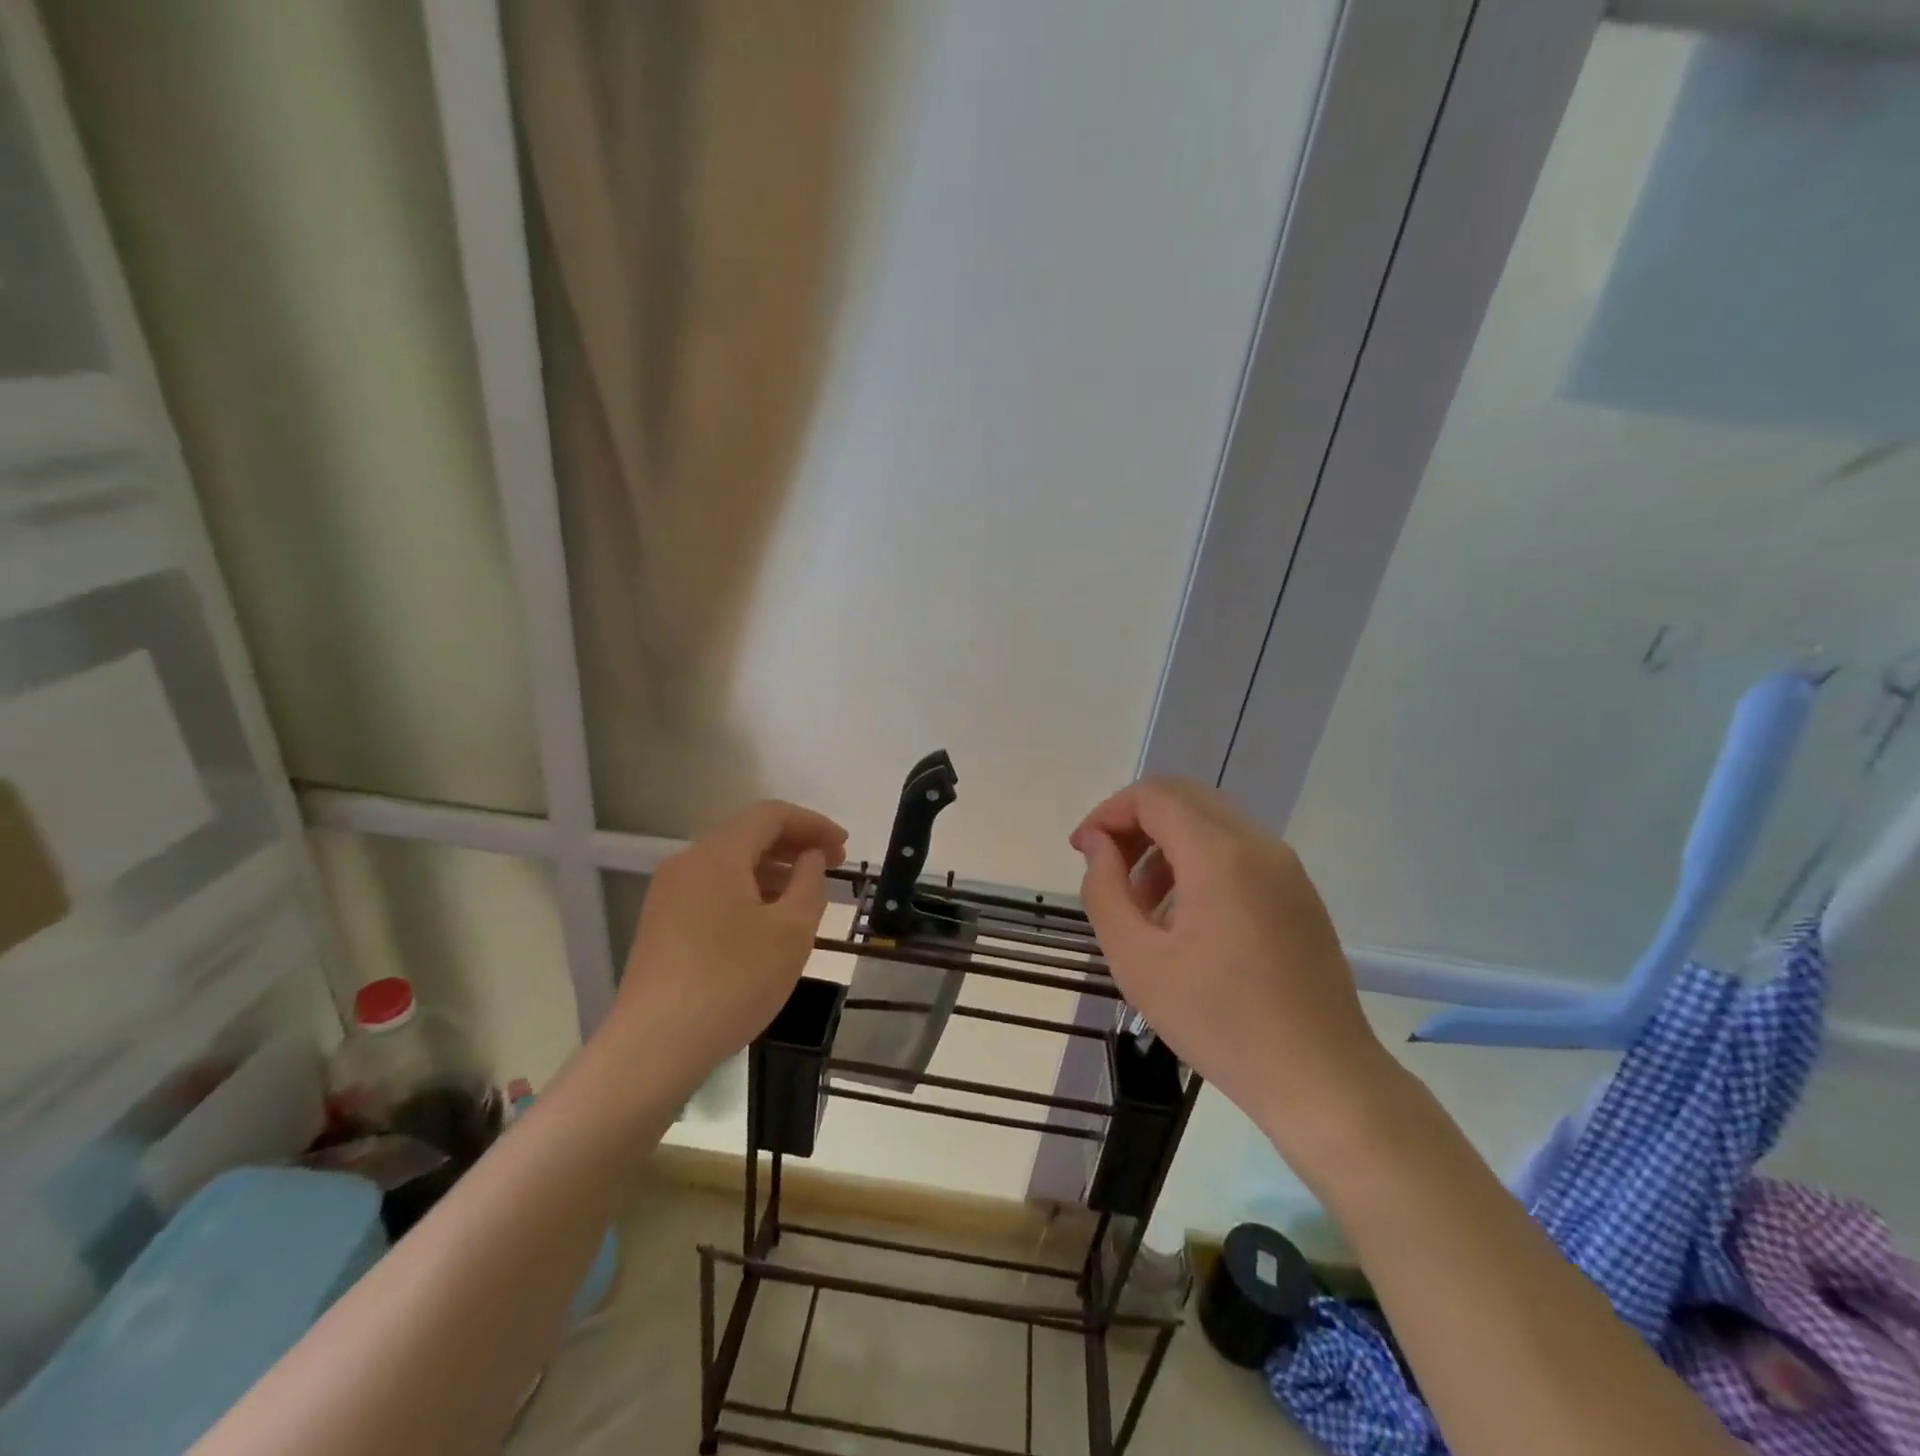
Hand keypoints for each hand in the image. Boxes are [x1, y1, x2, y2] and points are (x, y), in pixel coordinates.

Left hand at [611, 799, 846, 1088]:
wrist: (655, 1046)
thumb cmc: (733, 981)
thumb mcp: (792, 931)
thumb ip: (810, 882)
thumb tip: (810, 857)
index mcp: (717, 854)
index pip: (771, 815)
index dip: (813, 824)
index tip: (844, 847)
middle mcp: (687, 862)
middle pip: (748, 834)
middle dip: (794, 845)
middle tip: (832, 867)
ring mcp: (669, 893)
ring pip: (730, 863)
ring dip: (772, 869)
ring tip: (805, 895)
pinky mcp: (662, 923)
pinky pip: (713, 888)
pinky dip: (748, 890)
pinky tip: (767, 920)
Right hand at [1072, 778, 1395, 1166]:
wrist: (1321, 1078)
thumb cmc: (1219, 1021)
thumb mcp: (1137, 960)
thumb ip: (1105, 890)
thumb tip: (1097, 845)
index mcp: (1220, 854)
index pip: (1153, 796)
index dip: (1107, 813)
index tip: (1082, 852)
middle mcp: (1258, 844)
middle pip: (1184, 799)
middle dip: (1134, 823)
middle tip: (1106, 869)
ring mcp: (1286, 867)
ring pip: (1211, 823)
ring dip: (1165, 843)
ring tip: (1142, 905)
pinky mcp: (1299, 893)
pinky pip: (1238, 851)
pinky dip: (1199, 861)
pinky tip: (1185, 918)